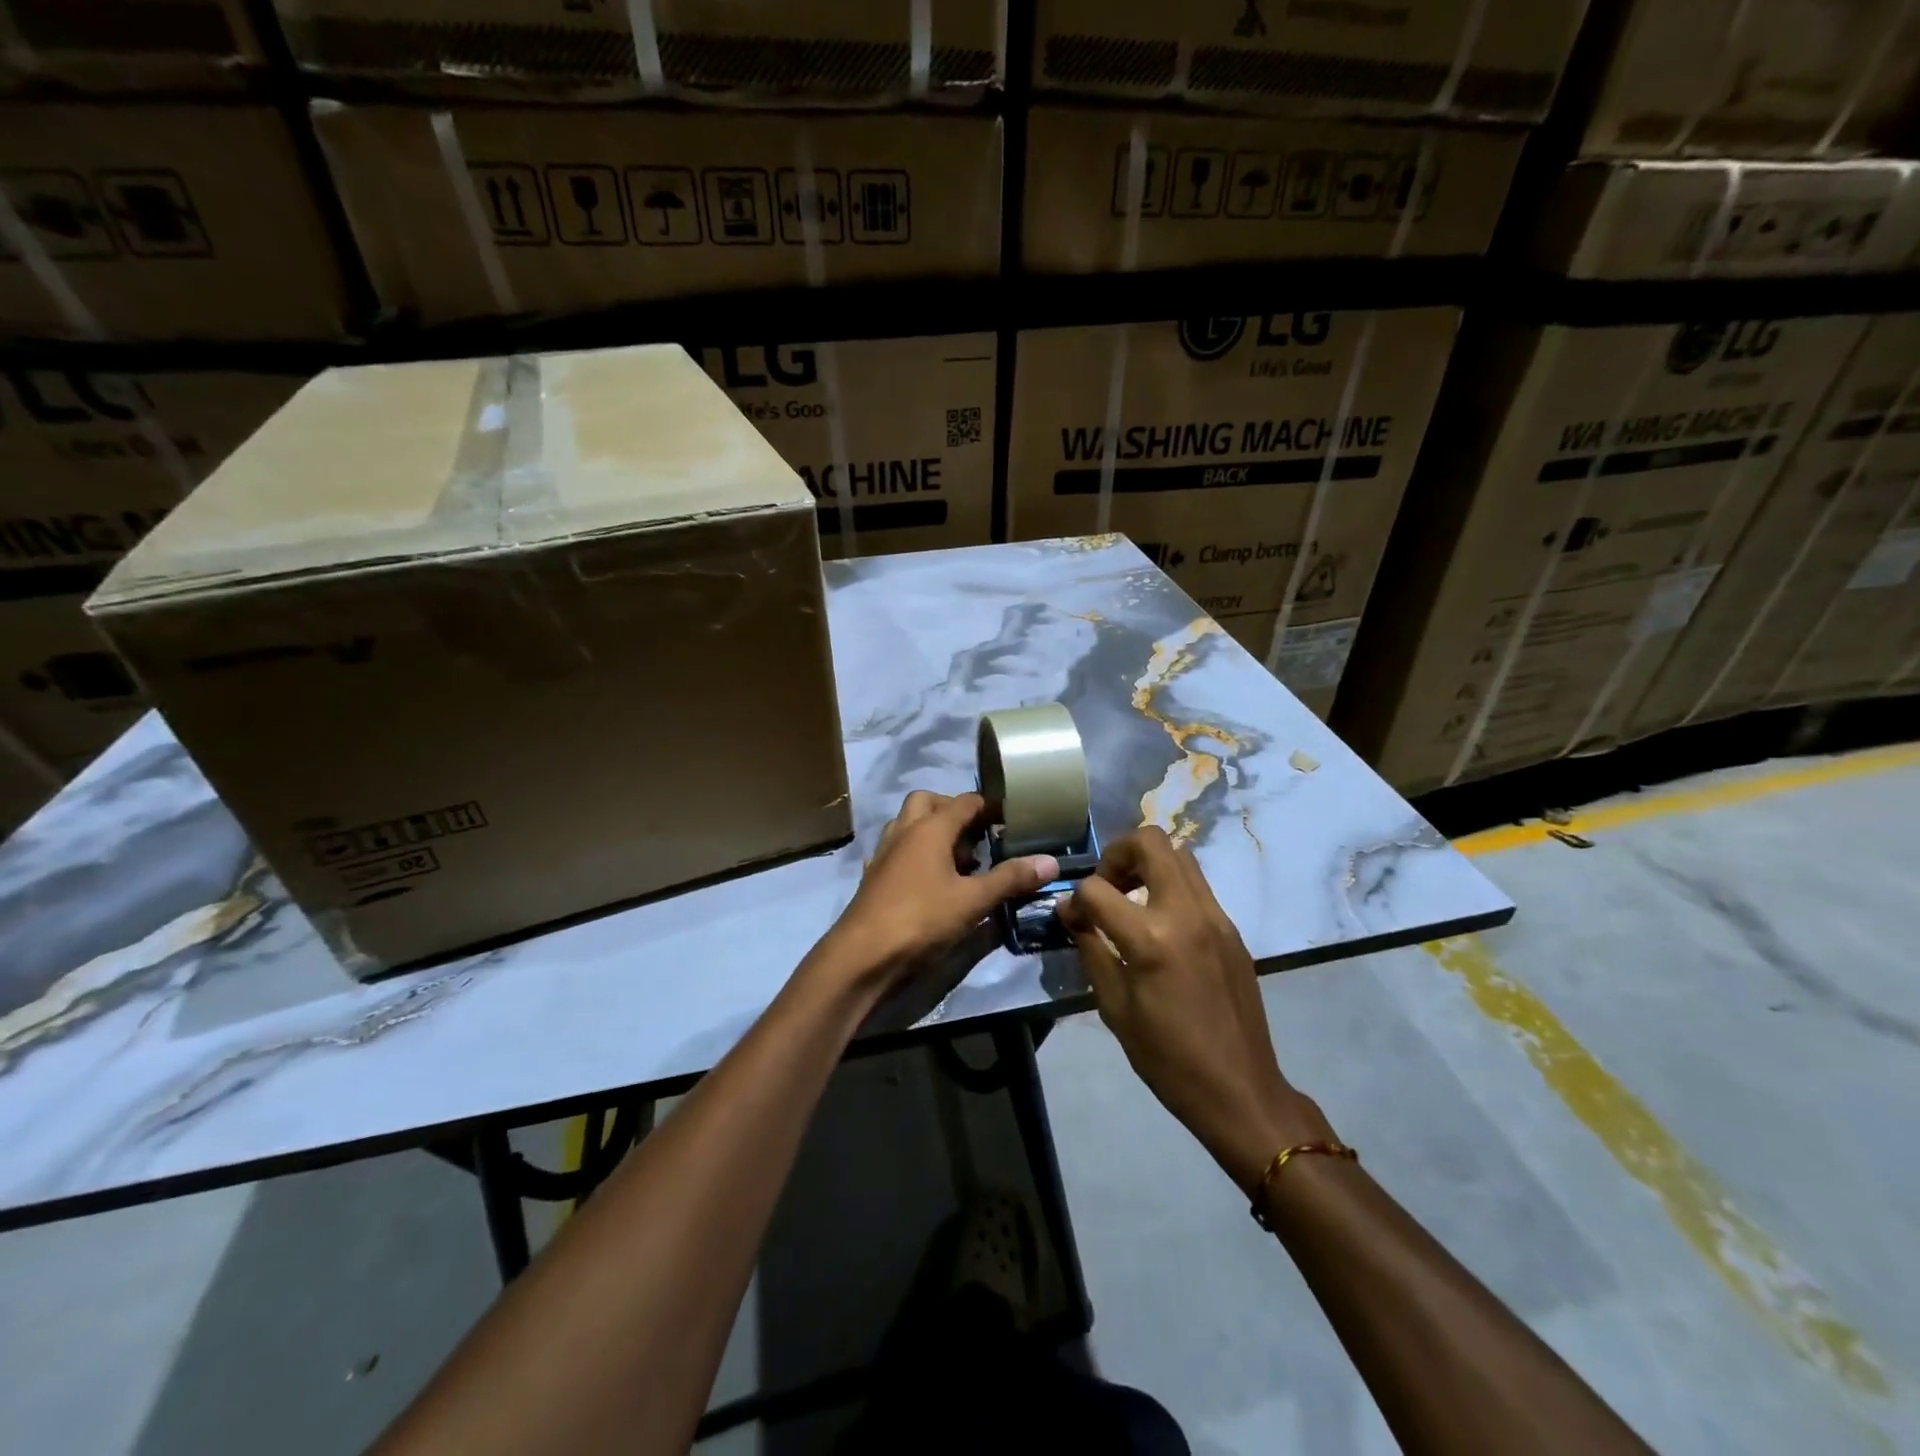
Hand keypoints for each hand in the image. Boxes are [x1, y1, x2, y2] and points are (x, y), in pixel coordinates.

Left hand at [820, 791, 1058, 989]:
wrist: (862, 955)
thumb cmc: (921, 919)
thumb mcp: (973, 900)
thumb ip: (1011, 879)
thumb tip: (1051, 861)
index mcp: (930, 828)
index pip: (964, 802)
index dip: (989, 807)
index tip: (1012, 818)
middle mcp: (904, 831)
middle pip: (928, 802)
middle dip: (953, 811)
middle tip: (978, 836)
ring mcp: (884, 853)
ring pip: (908, 824)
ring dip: (932, 832)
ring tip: (958, 861)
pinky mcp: (874, 877)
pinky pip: (898, 851)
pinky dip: (916, 855)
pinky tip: (931, 882)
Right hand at [1059, 827, 1333, 1193]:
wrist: (1240, 1090)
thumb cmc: (1167, 1058)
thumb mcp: (1115, 1007)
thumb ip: (1091, 949)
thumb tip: (1073, 915)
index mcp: (1152, 939)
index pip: (1097, 889)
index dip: (1074, 900)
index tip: (1071, 919)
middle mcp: (1187, 914)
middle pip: (1150, 841)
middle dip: (1116, 854)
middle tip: (1106, 887)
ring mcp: (1216, 917)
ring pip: (1180, 854)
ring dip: (1147, 864)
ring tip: (1130, 900)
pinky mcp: (1231, 929)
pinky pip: (1196, 884)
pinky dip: (1170, 886)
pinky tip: (1158, 925)